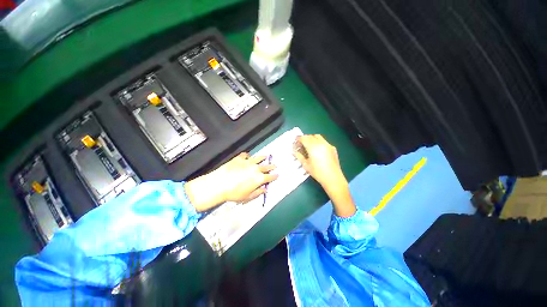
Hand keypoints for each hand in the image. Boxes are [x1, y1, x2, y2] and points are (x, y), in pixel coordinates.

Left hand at [185, 153, 277, 211]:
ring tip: (266, 156)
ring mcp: (247, 162)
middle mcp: (255, 169)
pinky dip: (248, 156)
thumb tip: (264, 190)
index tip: (277, 175)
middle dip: (271, 166)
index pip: (269, 177)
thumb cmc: (234, 193)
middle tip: (275, 165)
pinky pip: (245, 155)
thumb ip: (258, 192)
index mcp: (258, 178)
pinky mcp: (239, 159)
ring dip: (263, 157)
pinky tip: (248, 156)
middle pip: (266, 166)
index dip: (274, 176)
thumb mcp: (247, 196)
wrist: (219, 184)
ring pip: (258, 158)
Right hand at [294, 135, 354, 216]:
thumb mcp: (306, 165)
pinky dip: (318, 142)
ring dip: (312, 139)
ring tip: (308, 146)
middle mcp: (321, 143)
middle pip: (310, 136)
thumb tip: (294, 152)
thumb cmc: (317, 172)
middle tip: (301, 144)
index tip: (295, 141)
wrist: (333, 178)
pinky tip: (317, 150)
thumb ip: (299, 156)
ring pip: (318, 137)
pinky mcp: (333, 148)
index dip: (298, 139)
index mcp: (313, 147)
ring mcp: (328, 145)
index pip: (304, 138)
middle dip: (304, 138)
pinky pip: (324, 141)